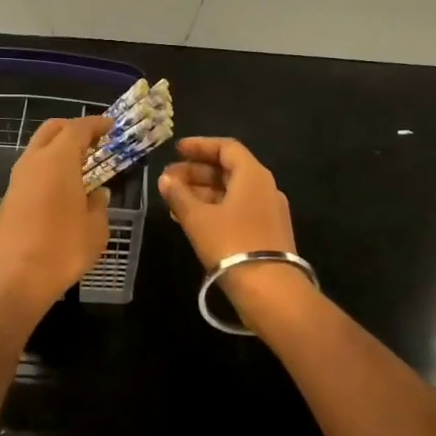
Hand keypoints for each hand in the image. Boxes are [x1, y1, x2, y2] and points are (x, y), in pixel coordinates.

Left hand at [0, 116, 111, 317]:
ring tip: (82, 165)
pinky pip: (32, 170)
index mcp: (58, 159)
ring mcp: (17, 179)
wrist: (13, 279)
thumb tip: (97, 193)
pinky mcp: (9, 198)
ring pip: (38, 149)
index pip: (78, 128)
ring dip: (58, 149)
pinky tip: (63, 187)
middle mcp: (34, 161)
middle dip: (74, 129)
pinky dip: (49, 167)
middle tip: (95, 141)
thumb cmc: (62, 249)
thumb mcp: (95, 228)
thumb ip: (98, 205)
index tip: (112, 126)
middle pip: (52, 130)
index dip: (96, 124)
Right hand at [157, 137, 307, 326]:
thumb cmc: (231, 243)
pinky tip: (190, 220)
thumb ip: (179, 194)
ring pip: (230, 192)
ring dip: (201, 192)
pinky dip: (212, 209)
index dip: (200, 146)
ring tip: (173, 200)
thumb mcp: (198, 218)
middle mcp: (264, 188)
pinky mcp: (265, 233)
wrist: (270, 290)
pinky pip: (235, 210)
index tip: (176, 149)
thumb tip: (166, 178)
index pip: (226, 148)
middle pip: (228, 170)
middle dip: (195, 172)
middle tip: (168, 179)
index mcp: (252, 175)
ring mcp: (267, 212)